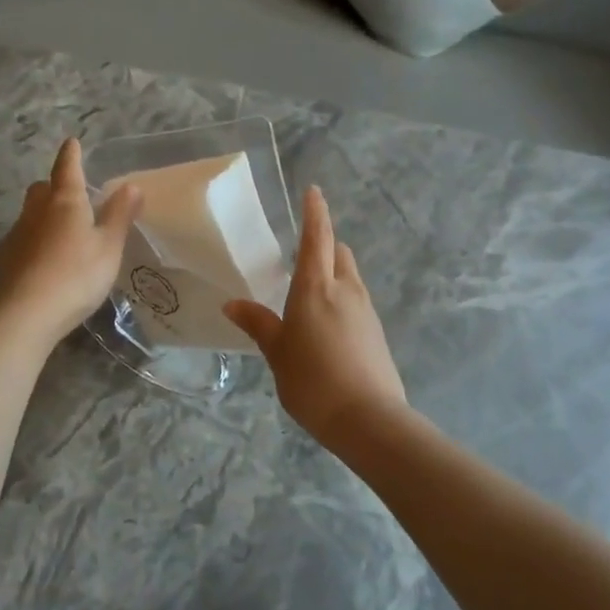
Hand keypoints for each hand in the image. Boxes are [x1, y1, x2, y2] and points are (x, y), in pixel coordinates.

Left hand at [0, 139, 141, 344]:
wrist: (28, 313)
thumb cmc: (77, 274)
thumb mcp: (109, 246)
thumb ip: (119, 215)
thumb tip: (131, 185)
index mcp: (66, 202)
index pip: (67, 169)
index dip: (71, 155)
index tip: (72, 142)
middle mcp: (38, 211)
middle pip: (42, 188)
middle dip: (54, 185)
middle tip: (70, 192)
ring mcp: (19, 235)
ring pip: (32, 213)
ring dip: (45, 213)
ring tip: (64, 227)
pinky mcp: (9, 259)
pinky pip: (26, 237)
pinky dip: (38, 238)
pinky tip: (49, 256)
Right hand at [224, 186, 407, 445]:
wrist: (368, 418)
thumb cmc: (313, 380)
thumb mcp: (277, 353)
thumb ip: (258, 324)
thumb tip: (233, 304)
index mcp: (316, 287)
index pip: (317, 237)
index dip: (315, 212)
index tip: (314, 191)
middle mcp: (346, 290)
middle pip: (339, 253)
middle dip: (324, 245)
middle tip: (303, 254)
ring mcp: (366, 310)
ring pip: (350, 277)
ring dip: (334, 273)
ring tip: (311, 294)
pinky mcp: (376, 332)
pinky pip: (357, 302)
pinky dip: (342, 299)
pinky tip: (327, 326)